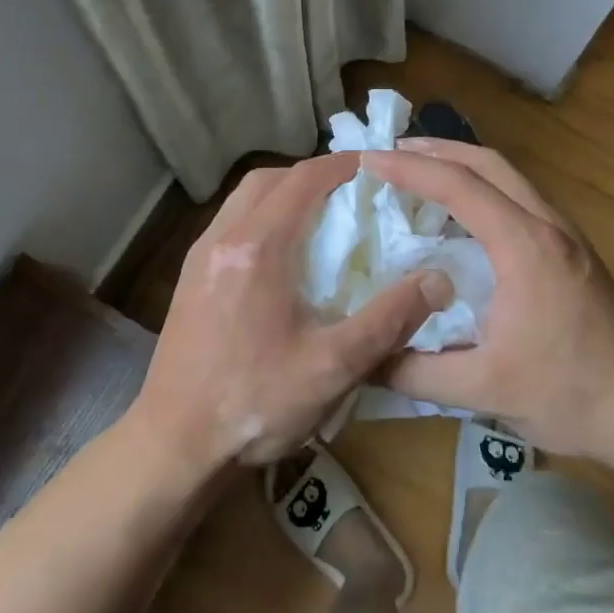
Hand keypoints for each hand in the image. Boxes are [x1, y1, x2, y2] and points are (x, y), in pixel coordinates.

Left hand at [129, 154, 454, 470]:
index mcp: (257, 248)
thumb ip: (389, 319)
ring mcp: (199, 258)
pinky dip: (263, 218)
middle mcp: (222, 239)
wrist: (174, 446)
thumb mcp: (333, 367)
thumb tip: (439, 280)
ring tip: (323, 219)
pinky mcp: (190, 279)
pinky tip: (285, 257)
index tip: (378, 168)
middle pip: (269, 179)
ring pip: (245, 200)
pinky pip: (231, 224)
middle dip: (312, 175)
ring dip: (284, 194)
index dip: (342, 166)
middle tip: (352, 193)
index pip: (303, 179)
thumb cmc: (255, 404)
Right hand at [365, 140, 613, 464]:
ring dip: (463, 165)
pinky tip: (462, 215)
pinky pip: (520, 198)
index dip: (410, 168)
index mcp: (525, 246)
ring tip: (419, 172)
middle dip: (436, 150)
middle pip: (489, 163)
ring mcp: (566, 235)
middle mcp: (548, 225)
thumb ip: (415, 372)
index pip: (460, 186)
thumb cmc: (570, 396)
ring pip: (509, 177)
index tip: (369, 160)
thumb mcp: (483, 390)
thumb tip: (363, 358)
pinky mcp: (573, 251)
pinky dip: (483, 189)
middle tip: (390, 152)